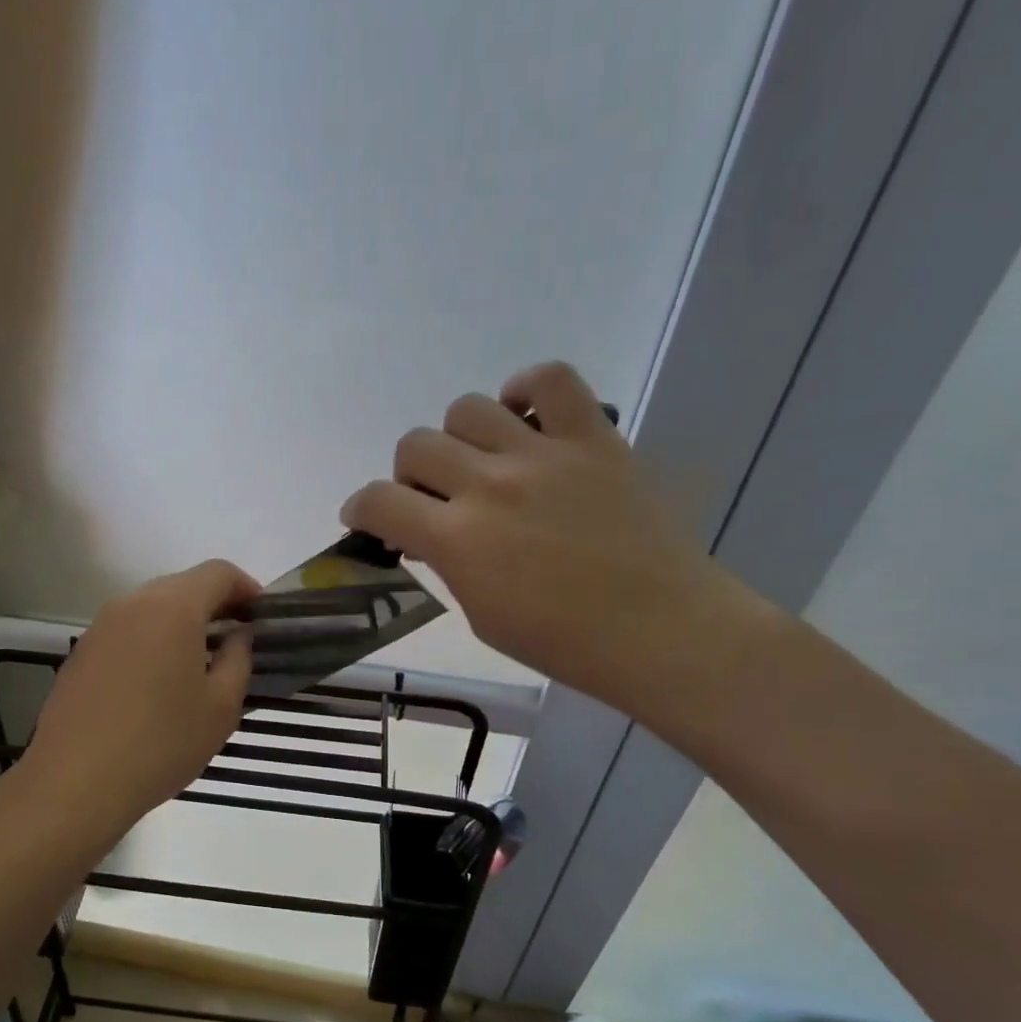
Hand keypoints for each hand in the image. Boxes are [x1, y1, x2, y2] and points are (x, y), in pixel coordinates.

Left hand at [22, 560, 258, 835]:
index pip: (218, 572)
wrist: (76, 782)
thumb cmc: (162, 742)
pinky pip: (128, 631)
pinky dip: (152, 640)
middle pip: (183, 585)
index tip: (262, 616)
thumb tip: (239, 636)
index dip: (246, 587)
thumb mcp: (221, 707)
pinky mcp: (82, 652)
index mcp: (173, 608)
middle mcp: (133, 603)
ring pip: (152, 607)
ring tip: (200, 662)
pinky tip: (159, 682)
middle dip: (214, 604)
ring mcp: (100, 626)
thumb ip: (239, 659)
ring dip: (182, 623)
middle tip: (236, 639)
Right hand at [340, 363, 763, 716]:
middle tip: (433, 501)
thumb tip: (429, 534)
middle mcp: (490, 485)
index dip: (361, 507)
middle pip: (415, 446)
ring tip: (480, 463)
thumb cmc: (563, 641)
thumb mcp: (481, 614)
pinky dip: (525, 390)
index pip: (378, 500)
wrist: (660, 629)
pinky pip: (550, 380)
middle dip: (409, 477)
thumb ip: (447, 564)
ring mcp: (543, 454)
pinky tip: (523, 419)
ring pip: (466, 408)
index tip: (367, 519)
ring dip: (458, 439)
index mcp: (458, 540)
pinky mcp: (592, 437)